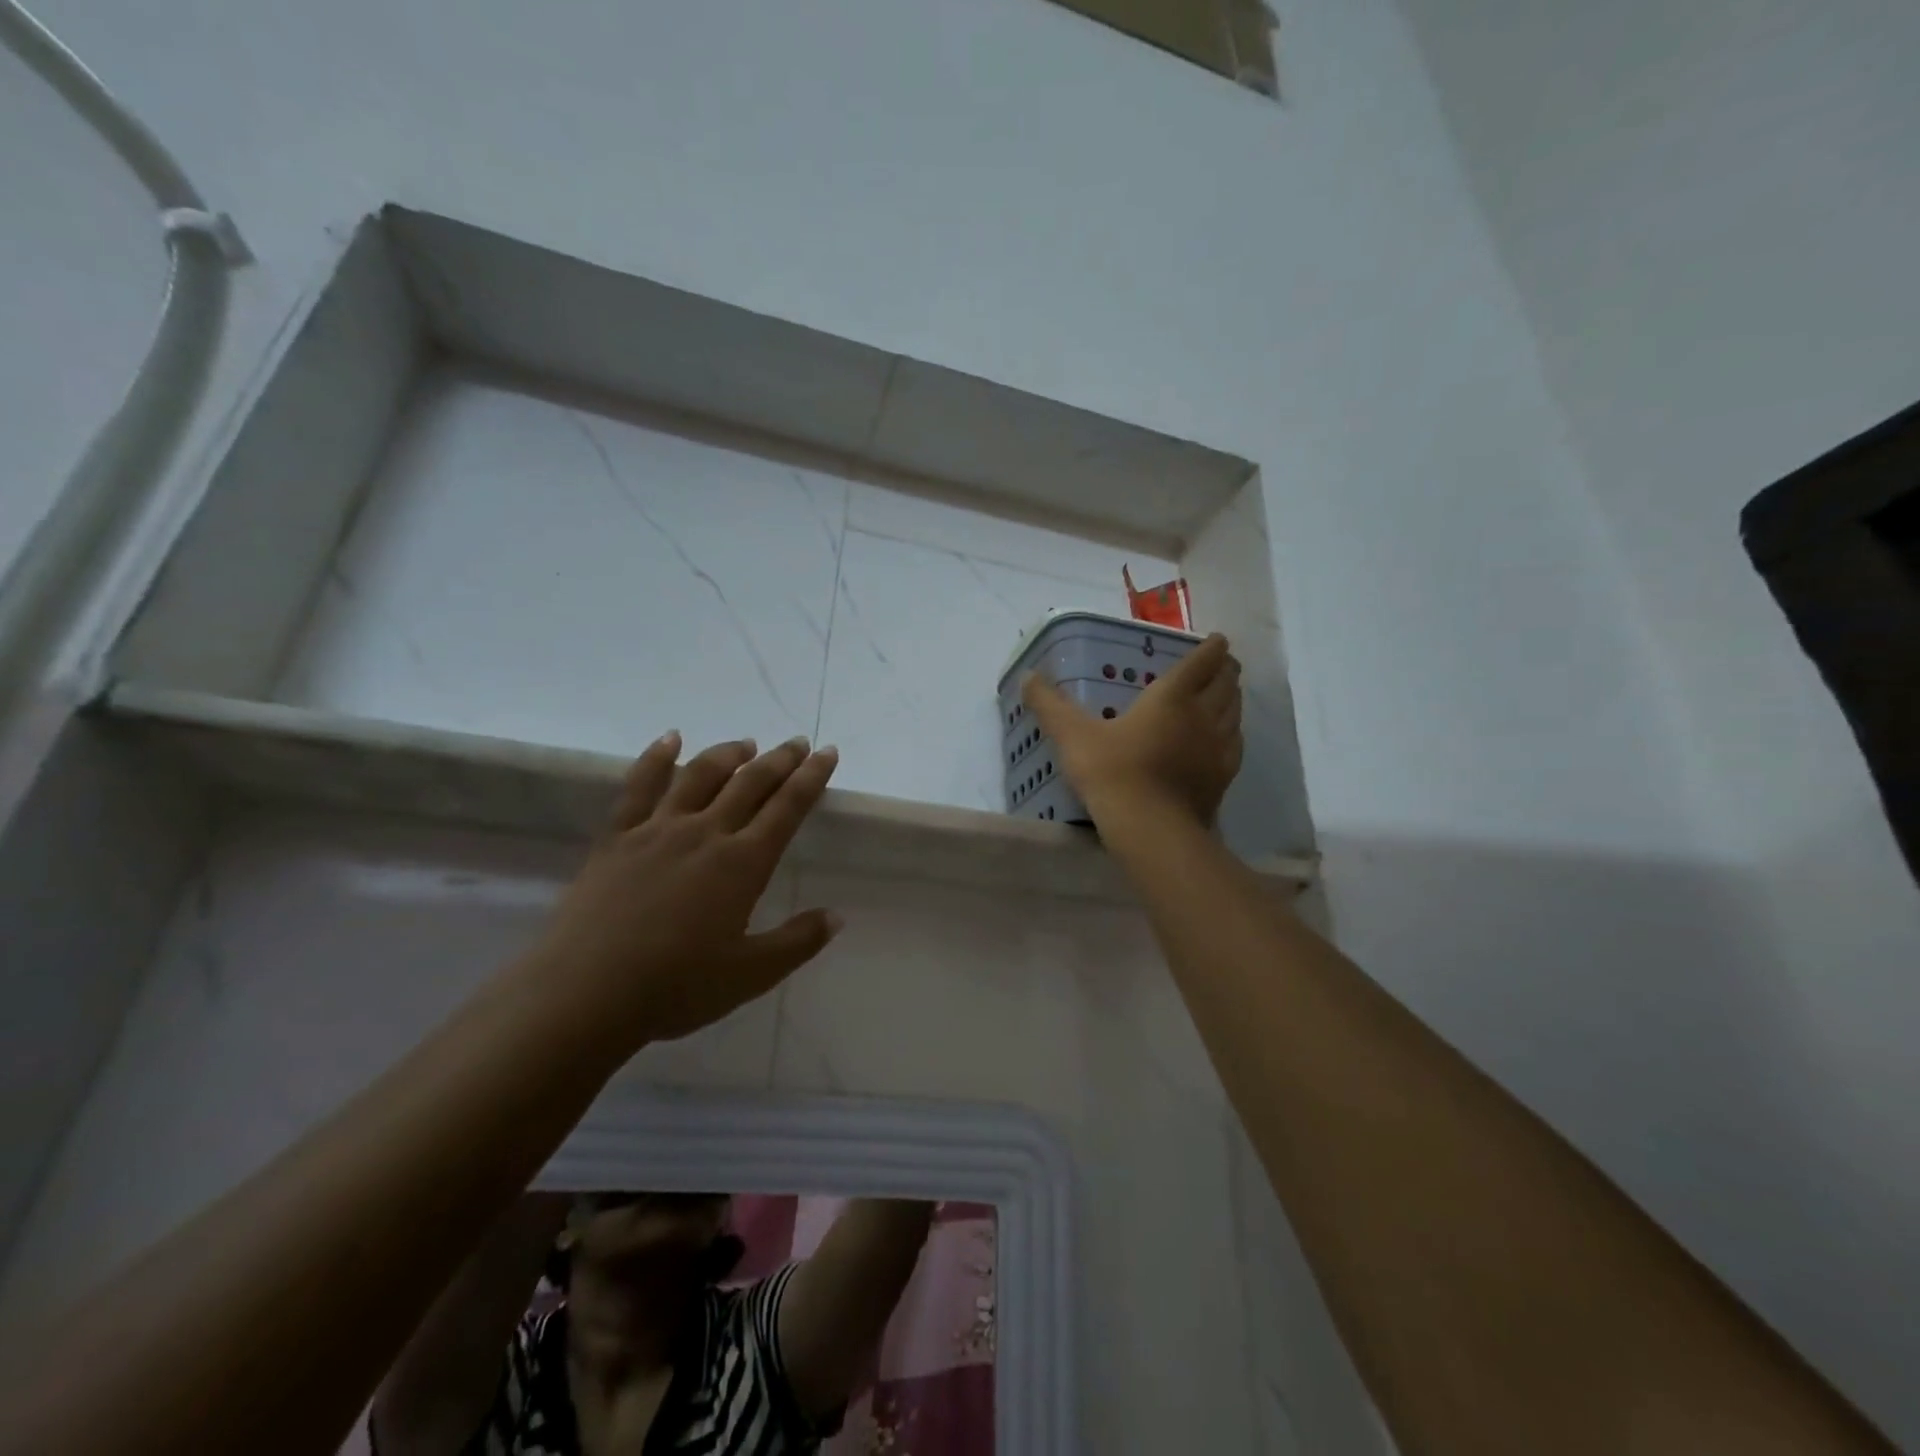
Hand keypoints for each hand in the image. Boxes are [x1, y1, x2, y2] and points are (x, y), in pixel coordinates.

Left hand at [526, 732, 842, 1046]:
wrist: (584, 994)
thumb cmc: (675, 987)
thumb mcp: (750, 975)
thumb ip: (797, 942)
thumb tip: (836, 916)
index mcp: (742, 864)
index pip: (787, 808)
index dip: (811, 778)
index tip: (827, 752)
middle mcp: (705, 834)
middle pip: (749, 783)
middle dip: (779, 760)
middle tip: (797, 743)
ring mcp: (657, 830)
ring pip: (700, 776)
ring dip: (727, 754)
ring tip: (745, 744)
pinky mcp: (617, 837)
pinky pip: (639, 786)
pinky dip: (657, 758)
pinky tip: (669, 739)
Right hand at [1022, 633, 1242, 828]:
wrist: (1150, 827)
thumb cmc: (1112, 772)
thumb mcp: (1072, 735)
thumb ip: (1050, 704)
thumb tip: (1027, 676)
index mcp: (1171, 696)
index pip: (1200, 662)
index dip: (1211, 648)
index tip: (1218, 640)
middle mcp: (1201, 715)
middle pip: (1225, 684)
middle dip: (1226, 670)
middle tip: (1224, 664)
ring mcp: (1217, 747)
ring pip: (1234, 712)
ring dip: (1233, 697)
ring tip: (1229, 693)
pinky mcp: (1223, 777)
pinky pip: (1235, 745)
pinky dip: (1234, 732)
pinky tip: (1228, 738)